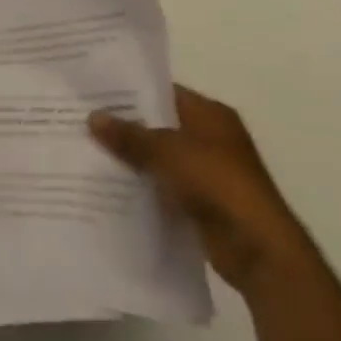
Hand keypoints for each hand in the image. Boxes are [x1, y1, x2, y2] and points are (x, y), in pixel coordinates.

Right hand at [89, 87, 315, 295]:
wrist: (258, 249)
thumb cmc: (217, 184)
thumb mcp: (167, 152)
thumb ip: (129, 135)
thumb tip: (92, 117)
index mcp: (210, 115)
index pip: (163, 92)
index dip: (129, 91)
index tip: (93, 92)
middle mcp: (211, 138)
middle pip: (159, 124)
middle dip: (125, 126)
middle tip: (82, 120)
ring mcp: (208, 172)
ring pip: (158, 157)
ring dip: (131, 158)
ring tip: (87, 150)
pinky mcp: (201, 201)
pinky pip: (163, 185)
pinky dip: (142, 185)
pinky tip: (109, 185)